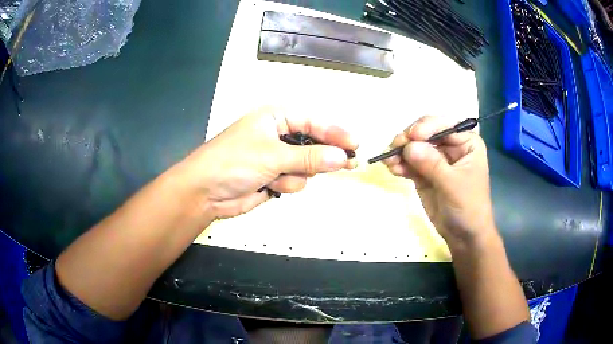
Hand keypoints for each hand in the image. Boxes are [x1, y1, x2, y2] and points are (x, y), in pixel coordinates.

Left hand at [179, 107, 357, 218]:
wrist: (205, 192)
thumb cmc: (235, 162)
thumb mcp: (273, 155)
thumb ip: (309, 157)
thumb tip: (341, 157)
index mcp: (276, 118)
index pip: (313, 122)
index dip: (335, 133)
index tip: (355, 145)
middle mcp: (278, 135)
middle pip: (313, 145)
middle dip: (323, 156)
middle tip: (349, 164)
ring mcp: (276, 158)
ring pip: (306, 167)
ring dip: (296, 175)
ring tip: (278, 177)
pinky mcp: (274, 178)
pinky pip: (295, 182)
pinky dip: (285, 186)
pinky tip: (269, 186)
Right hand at [383, 116, 496, 250]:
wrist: (464, 235)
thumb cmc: (468, 207)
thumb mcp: (453, 185)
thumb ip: (432, 164)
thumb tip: (408, 147)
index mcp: (466, 142)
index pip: (446, 124)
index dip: (428, 126)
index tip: (412, 136)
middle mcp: (451, 146)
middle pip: (426, 132)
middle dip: (410, 139)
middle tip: (395, 147)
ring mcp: (436, 159)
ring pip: (414, 147)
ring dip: (400, 151)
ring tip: (389, 161)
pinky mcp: (424, 173)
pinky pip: (409, 163)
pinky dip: (400, 164)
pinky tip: (392, 169)